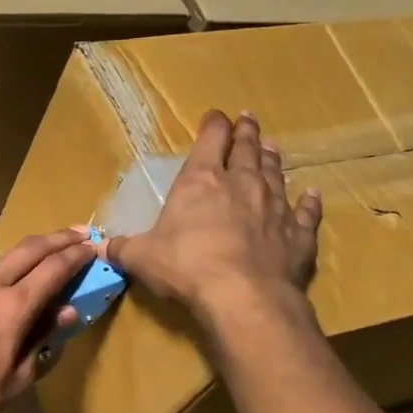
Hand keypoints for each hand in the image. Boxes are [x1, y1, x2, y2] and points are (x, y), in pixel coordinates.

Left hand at [0, 230, 93, 412]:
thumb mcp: (16, 381)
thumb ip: (42, 342)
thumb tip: (67, 312)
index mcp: (13, 307)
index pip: (54, 269)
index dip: (77, 255)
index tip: (92, 247)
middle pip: (28, 248)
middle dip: (57, 238)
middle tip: (76, 235)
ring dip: (2, 253)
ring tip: (6, 271)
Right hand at [107, 111, 321, 322]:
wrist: (243, 296)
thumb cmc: (186, 267)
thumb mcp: (142, 258)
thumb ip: (123, 249)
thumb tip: (99, 247)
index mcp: (201, 181)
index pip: (210, 140)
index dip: (213, 125)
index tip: (215, 116)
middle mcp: (242, 184)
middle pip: (247, 149)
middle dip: (246, 133)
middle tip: (248, 120)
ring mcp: (275, 207)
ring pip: (276, 173)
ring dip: (273, 159)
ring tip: (272, 147)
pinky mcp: (298, 234)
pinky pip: (306, 212)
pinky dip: (309, 202)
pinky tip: (312, 194)